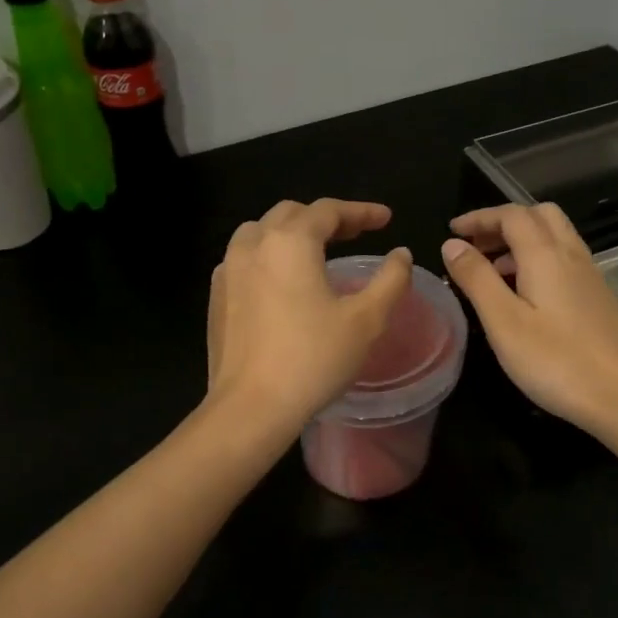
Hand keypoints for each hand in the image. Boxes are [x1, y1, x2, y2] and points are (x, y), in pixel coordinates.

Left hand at [206, 199, 413, 436]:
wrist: (251, 407)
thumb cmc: (313, 359)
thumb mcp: (366, 320)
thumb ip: (391, 280)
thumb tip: (401, 255)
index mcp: (290, 242)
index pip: (328, 211)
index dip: (361, 211)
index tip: (386, 219)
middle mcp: (253, 245)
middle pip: (291, 214)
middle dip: (326, 218)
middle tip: (355, 233)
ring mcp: (228, 270)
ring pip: (261, 232)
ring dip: (291, 232)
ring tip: (315, 251)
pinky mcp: (216, 297)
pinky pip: (244, 259)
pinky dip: (268, 255)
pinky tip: (281, 281)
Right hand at [442, 203, 617, 434]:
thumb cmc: (555, 361)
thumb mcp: (503, 322)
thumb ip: (477, 278)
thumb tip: (453, 245)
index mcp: (545, 255)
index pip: (511, 215)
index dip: (480, 217)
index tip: (453, 231)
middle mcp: (571, 254)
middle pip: (538, 215)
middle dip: (503, 222)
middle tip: (475, 246)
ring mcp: (589, 275)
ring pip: (554, 236)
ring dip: (521, 241)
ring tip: (492, 271)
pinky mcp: (598, 296)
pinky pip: (564, 258)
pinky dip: (538, 259)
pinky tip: (525, 293)